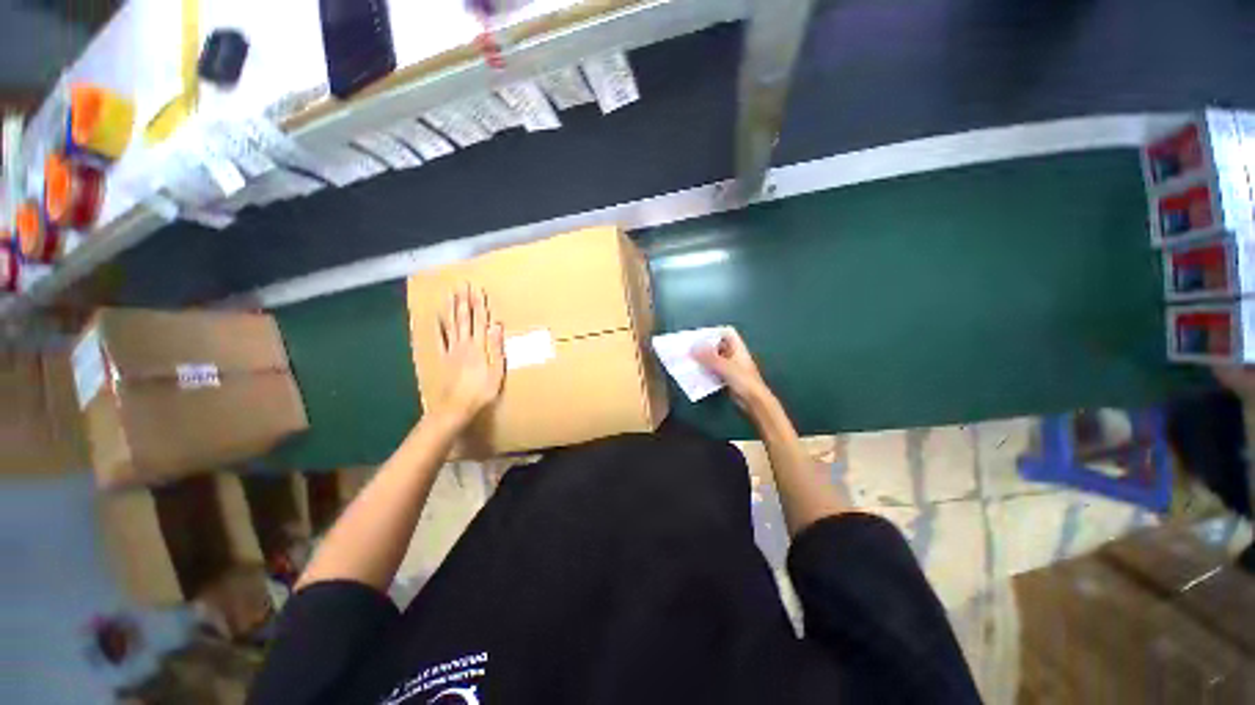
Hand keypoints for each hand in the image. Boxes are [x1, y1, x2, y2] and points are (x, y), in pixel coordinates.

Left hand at [432, 283, 504, 429]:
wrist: (456, 406)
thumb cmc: (481, 391)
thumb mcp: (496, 371)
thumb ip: (496, 347)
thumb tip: (496, 325)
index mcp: (478, 346)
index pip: (479, 320)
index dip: (479, 304)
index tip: (478, 289)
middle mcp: (464, 344)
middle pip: (464, 318)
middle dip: (464, 301)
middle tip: (463, 285)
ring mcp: (451, 350)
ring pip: (451, 324)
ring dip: (451, 308)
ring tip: (450, 294)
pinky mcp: (444, 358)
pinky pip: (439, 339)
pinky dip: (438, 327)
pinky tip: (436, 317)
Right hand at [692, 329, 771, 409]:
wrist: (754, 401)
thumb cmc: (743, 380)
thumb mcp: (724, 366)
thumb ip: (708, 357)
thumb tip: (693, 348)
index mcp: (738, 348)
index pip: (727, 332)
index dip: (715, 331)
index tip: (701, 336)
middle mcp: (735, 355)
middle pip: (719, 345)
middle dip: (705, 347)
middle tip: (690, 349)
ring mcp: (731, 367)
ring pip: (715, 359)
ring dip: (704, 360)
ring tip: (690, 360)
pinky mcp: (728, 378)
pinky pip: (714, 370)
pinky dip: (706, 370)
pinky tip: (697, 373)